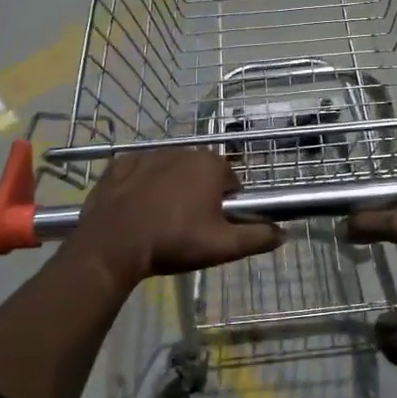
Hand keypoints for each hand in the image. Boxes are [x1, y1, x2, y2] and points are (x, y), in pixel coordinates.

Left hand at [70, 148, 281, 285]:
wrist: (113, 246)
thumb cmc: (174, 242)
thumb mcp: (224, 247)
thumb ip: (258, 237)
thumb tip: (284, 232)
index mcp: (210, 165)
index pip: (232, 183)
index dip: (228, 207)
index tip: (214, 228)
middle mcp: (182, 150)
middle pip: (201, 175)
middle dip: (200, 196)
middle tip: (189, 229)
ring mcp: (147, 155)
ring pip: (171, 172)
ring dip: (171, 190)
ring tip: (161, 222)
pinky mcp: (119, 165)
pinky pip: (139, 174)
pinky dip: (141, 187)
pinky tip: (137, 210)